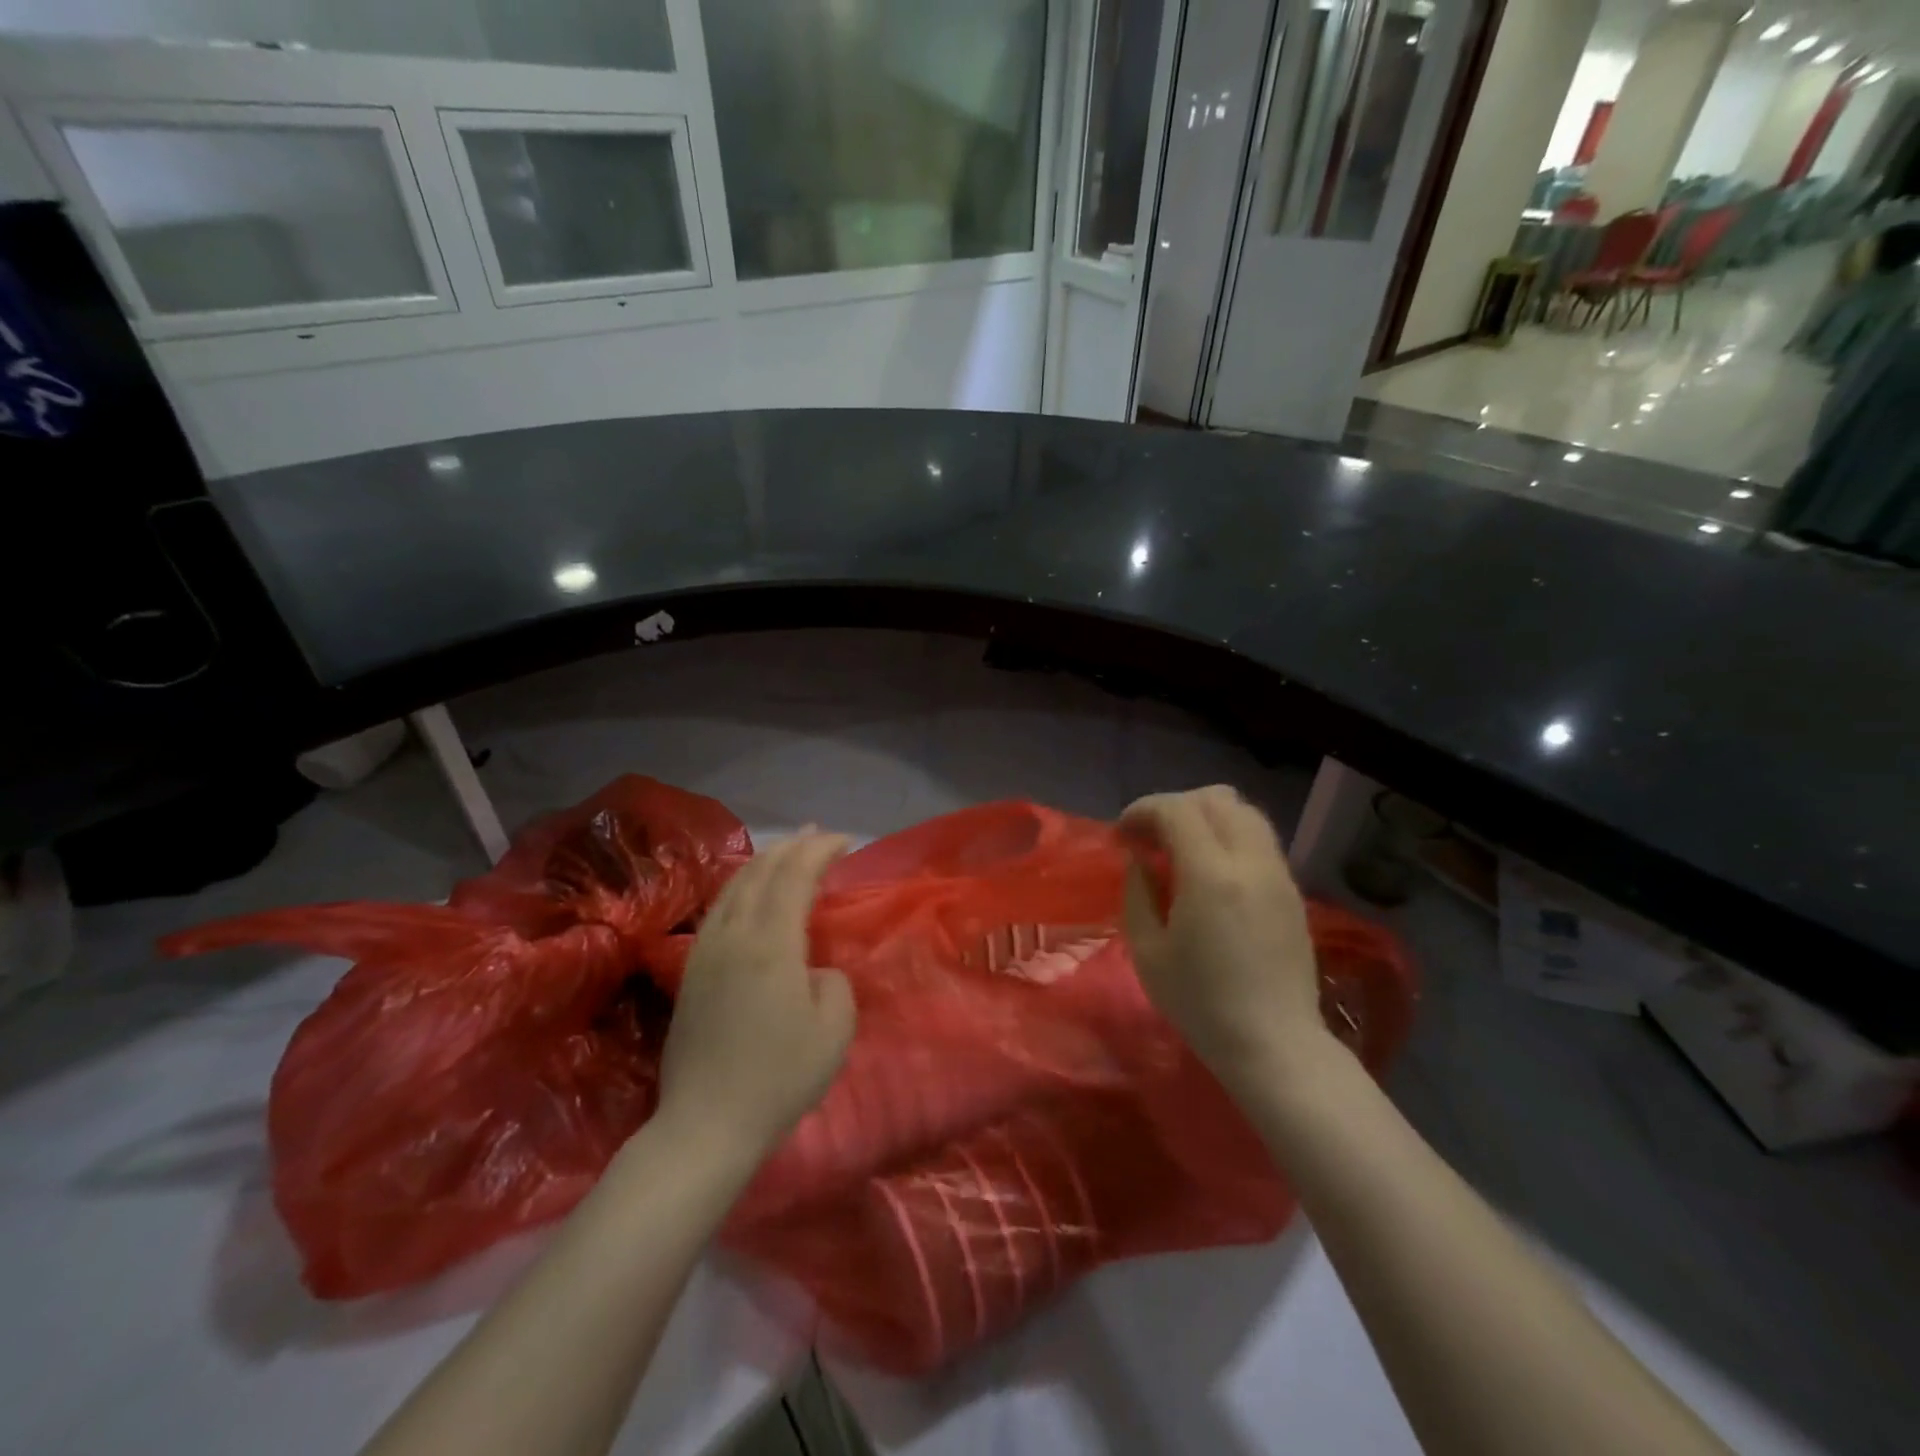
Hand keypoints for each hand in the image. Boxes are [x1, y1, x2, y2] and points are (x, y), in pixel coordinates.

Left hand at [656, 831, 856, 1160]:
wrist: (706, 1124)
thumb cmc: (779, 1078)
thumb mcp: (834, 1030)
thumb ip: (833, 983)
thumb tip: (814, 972)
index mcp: (770, 944)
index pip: (795, 876)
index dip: (820, 851)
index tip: (845, 841)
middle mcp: (734, 935)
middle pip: (761, 871)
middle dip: (792, 847)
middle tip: (818, 835)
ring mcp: (706, 951)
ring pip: (734, 886)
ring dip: (764, 861)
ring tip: (786, 852)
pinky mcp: (692, 971)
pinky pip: (719, 908)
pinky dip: (742, 885)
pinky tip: (750, 892)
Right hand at [1120, 786, 1328, 1089]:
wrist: (1275, 1045)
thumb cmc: (1201, 1004)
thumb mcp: (1148, 951)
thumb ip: (1138, 892)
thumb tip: (1140, 859)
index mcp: (1211, 875)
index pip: (1176, 809)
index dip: (1142, 811)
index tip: (1122, 835)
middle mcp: (1251, 861)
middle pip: (1215, 798)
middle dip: (1174, 806)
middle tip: (1150, 839)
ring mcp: (1278, 873)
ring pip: (1244, 812)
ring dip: (1205, 817)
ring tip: (1180, 850)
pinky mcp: (1292, 890)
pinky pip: (1258, 839)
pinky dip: (1228, 836)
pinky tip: (1210, 871)